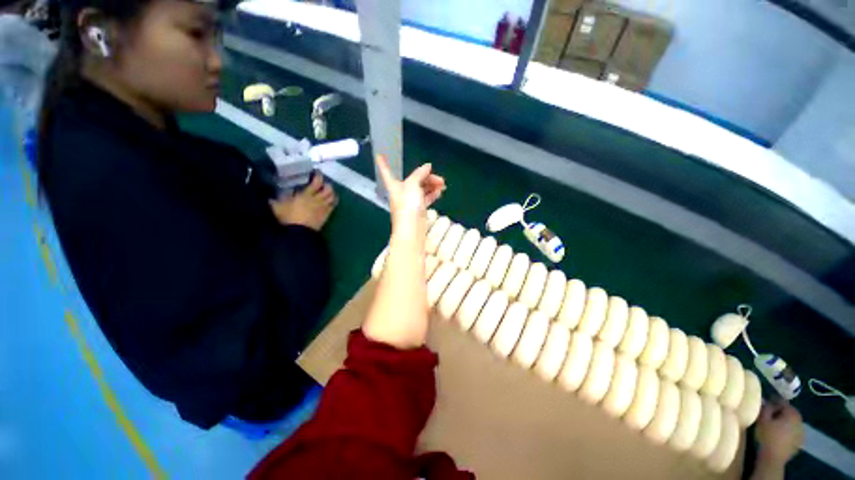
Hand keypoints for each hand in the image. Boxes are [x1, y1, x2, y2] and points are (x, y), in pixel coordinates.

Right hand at [269, 173, 336, 230]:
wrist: (299, 233)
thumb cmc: (288, 218)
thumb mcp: (277, 207)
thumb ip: (274, 200)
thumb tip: (267, 195)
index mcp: (306, 195)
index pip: (316, 182)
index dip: (318, 176)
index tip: (317, 172)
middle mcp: (317, 199)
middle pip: (328, 189)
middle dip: (327, 184)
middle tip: (323, 183)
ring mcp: (324, 207)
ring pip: (332, 196)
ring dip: (332, 192)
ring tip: (328, 191)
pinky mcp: (327, 215)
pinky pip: (334, 206)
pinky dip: (334, 201)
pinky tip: (331, 200)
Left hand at [375, 155, 444, 231]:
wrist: (411, 229)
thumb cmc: (407, 205)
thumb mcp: (412, 185)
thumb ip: (420, 174)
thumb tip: (427, 166)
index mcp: (395, 185)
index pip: (387, 172)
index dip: (383, 163)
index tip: (379, 154)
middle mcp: (401, 192)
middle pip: (413, 180)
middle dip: (426, 177)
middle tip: (440, 179)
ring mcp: (410, 201)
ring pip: (421, 189)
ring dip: (431, 185)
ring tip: (443, 185)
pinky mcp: (418, 209)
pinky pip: (425, 198)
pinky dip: (432, 194)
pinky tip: (439, 192)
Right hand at [755, 398, 803, 465]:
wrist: (773, 458)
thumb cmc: (767, 436)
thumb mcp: (762, 420)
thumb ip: (766, 408)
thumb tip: (767, 402)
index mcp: (792, 413)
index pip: (783, 402)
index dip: (774, 401)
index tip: (766, 401)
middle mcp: (800, 420)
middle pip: (790, 412)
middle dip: (780, 412)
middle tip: (769, 413)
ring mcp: (801, 432)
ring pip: (792, 422)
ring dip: (784, 421)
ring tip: (774, 424)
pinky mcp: (799, 441)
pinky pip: (793, 431)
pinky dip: (787, 430)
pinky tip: (780, 434)